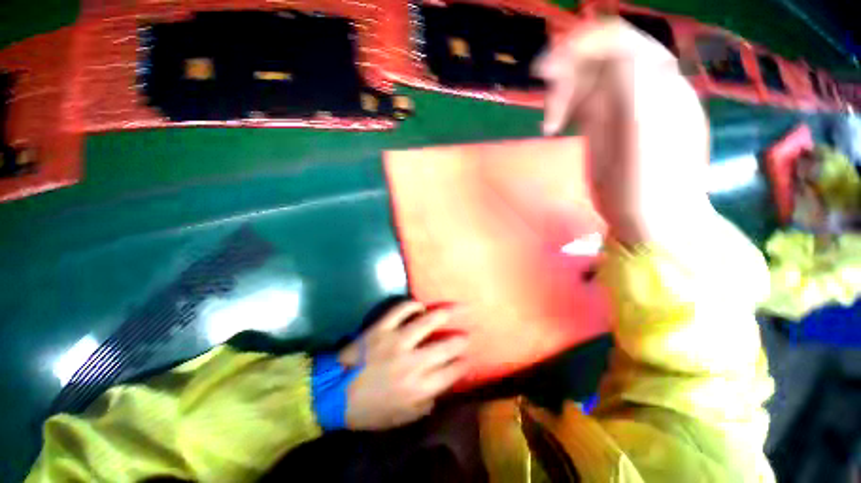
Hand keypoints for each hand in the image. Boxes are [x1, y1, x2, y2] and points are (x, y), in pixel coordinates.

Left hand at [340, 301, 468, 430]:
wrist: (332, 395)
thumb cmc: (368, 410)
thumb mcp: (400, 418)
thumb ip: (424, 405)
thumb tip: (440, 389)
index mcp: (418, 388)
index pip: (451, 372)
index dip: (463, 364)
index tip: (467, 358)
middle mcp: (412, 362)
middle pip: (446, 346)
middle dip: (461, 340)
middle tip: (466, 335)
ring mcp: (396, 341)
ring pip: (428, 321)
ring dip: (445, 314)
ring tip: (456, 308)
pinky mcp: (381, 328)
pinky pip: (401, 310)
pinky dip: (413, 305)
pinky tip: (420, 306)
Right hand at [534, 19, 710, 249]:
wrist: (653, 220)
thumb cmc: (650, 186)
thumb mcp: (644, 137)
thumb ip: (634, 88)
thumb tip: (614, 54)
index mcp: (658, 84)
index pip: (620, 40)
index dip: (582, 45)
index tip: (546, 70)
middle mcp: (641, 87)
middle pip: (599, 56)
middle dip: (567, 69)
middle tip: (543, 94)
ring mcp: (621, 106)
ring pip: (586, 79)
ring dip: (562, 91)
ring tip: (550, 121)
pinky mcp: (605, 125)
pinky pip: (582, 101)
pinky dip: (563, 106)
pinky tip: (554, 124)